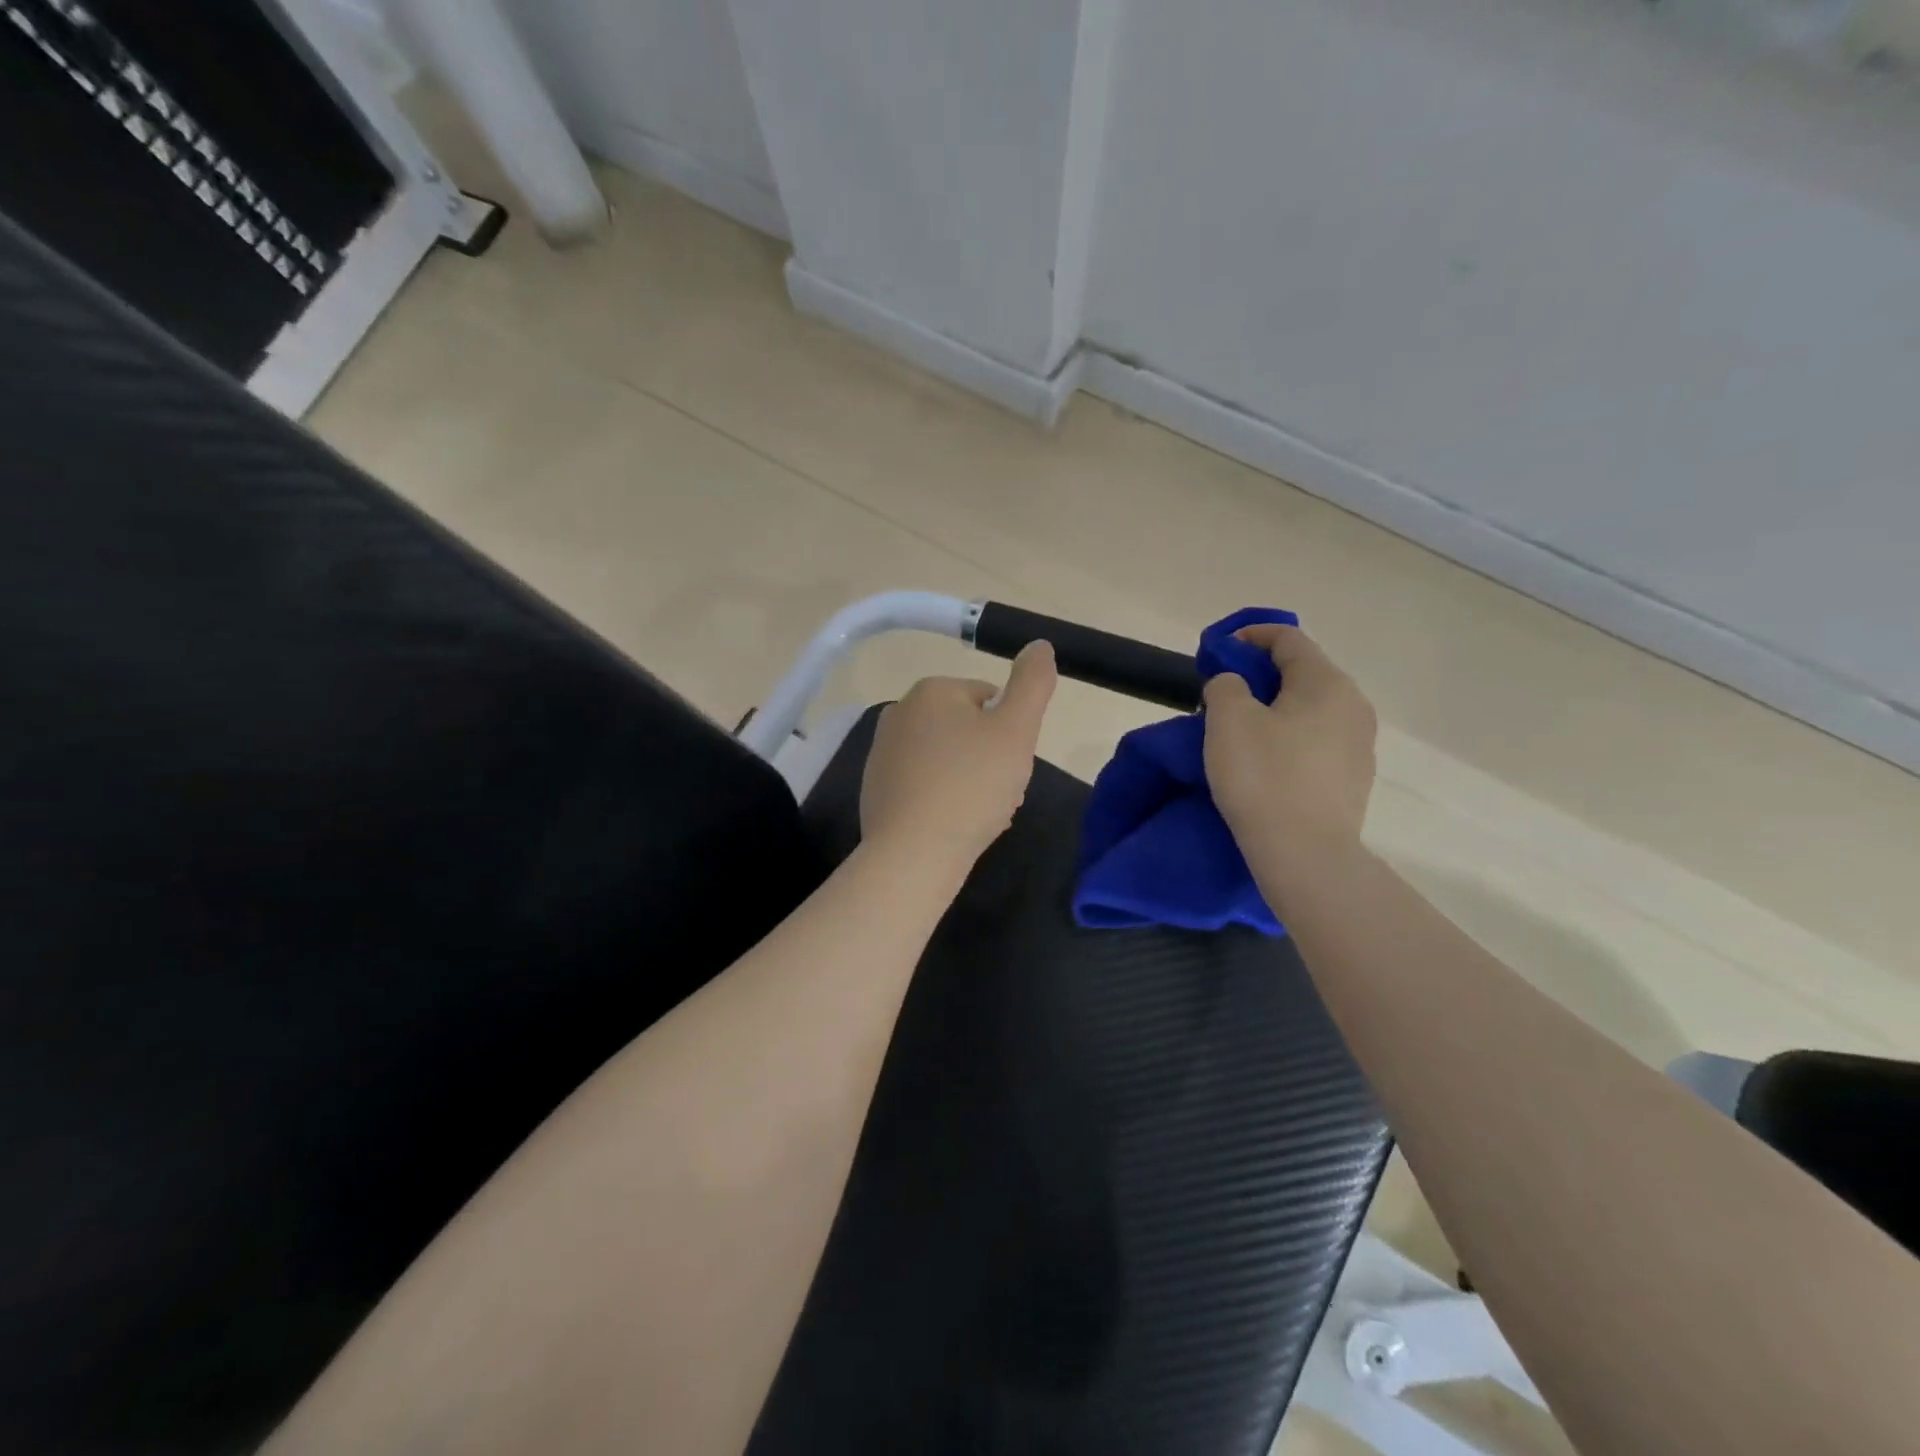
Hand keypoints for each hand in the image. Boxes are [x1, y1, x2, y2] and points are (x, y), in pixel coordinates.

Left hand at [860, 641, 1057, 873]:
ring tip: (981, 814)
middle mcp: (899, 713)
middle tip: (1001, 792)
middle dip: (991, 758)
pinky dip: (945, 800)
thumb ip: (1033, 683)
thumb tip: (1039, 644)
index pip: (990, 699)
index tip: (1013, 763)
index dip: (1011, 732)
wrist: (914, 854)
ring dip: (972, 781)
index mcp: (931, 691)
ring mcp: (883, 753)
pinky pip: (926, 785)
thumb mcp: (1016, 730)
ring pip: (948, 759)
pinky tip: (955, 825)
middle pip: (967, 730)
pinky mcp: (876, 789)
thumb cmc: (971, 786)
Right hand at [1202, 623, 1375, 864]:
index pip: (1288, 638)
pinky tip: (1266, 765)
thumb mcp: (1228, 719)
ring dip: (1275, 710)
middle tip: (1223, 696)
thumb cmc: (1263, 777)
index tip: (1217, 651)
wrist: (1305, 854)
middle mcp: (1354, 706)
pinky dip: (1289, 740)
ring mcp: (1360, 745)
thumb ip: (1225, 685)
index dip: (1249, 636)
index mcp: (1327, 683)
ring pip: (1311, 710)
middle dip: (1260, 676)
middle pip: (1303, 674)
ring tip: (1241, 733)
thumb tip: (1234, 685)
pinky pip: (1317, 743)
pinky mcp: (1354, 780)